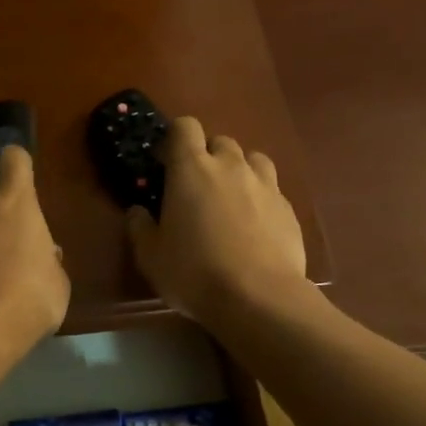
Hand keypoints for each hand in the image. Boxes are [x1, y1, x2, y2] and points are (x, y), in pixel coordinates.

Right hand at [126, 117, 306, 329]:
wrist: (260, 298)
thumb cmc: (195, 273)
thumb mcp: (151, 257)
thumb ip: (140, 228)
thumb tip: (137, 211)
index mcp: (191, 169)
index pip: (185, 127)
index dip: (175, 138)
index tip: (166, 162)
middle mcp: (230, 166)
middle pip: (220, 141)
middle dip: (208, 156)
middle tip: (198, 186)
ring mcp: (264, 184)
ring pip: (252, 159)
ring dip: (239, 170)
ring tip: (231, 198)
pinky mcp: (288, 207)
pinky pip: (271, 188)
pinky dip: (260, 197)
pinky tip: (255, 225)